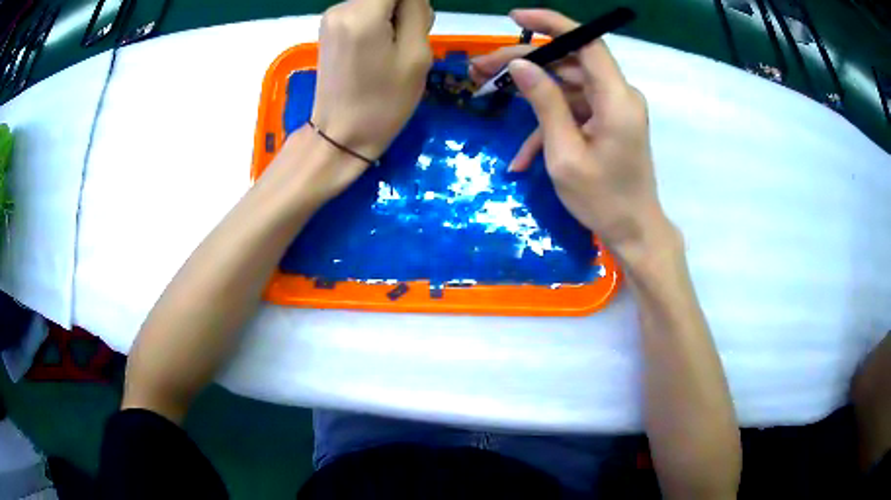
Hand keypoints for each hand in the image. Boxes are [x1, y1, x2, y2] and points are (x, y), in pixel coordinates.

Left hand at [310, 0, 432, 170]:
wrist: (341, 134)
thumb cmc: (384, 102)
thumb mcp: (416, 55)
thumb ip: (417, 11)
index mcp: (363, 13)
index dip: (414, 2)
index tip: (419, 21)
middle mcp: (341, 7)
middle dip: (407, 7)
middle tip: (413, 37)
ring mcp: (331, 16)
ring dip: (396, 14)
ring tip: (397, 47)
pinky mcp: (329, 26)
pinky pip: (365, 9)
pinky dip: (380, 19)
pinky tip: (381, 46)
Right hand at [471, 10, 674, 262]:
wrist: (634, 233)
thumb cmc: (602, 200)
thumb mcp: (565, 154)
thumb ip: (545, 104)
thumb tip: (520, 66)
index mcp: (616, 99)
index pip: (587, 42)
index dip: (552, 24)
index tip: (516, 18)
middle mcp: (618, 95)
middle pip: (569, 62)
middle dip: (525, 62)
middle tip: (482, 68)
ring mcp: (613, 109)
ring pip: (567, 85)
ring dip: (530, 92)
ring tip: (487, 94)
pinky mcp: (606, 123)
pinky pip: (573, 111)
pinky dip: (547, 125)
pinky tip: (520, 156)